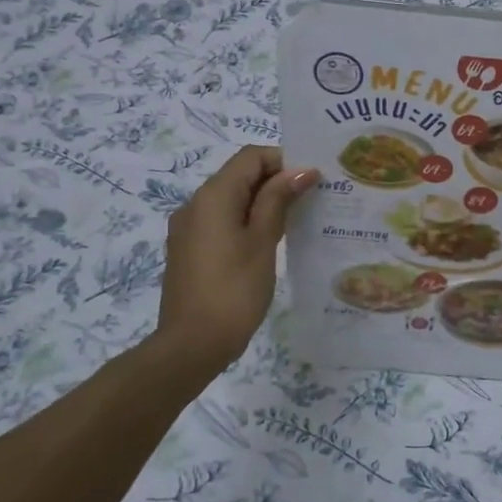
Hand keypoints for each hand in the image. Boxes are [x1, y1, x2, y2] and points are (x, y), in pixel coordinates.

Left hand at [155, 145, 318, 373]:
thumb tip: (300, 170)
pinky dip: (247, 221)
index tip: (313, 180)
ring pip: (231, 199)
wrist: (193, 344)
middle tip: (313, 200)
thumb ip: (278, 200)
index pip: (250, 157)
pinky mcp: (190, 250)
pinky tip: (270, 242)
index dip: (283, 160)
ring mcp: (189, 229)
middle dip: (276, 181)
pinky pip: (222, 221)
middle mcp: (195, 204)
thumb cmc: (234, 289)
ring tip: (297, 221)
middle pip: (240, 176)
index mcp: (212, 196)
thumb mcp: (262, 241)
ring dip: (263, 203)